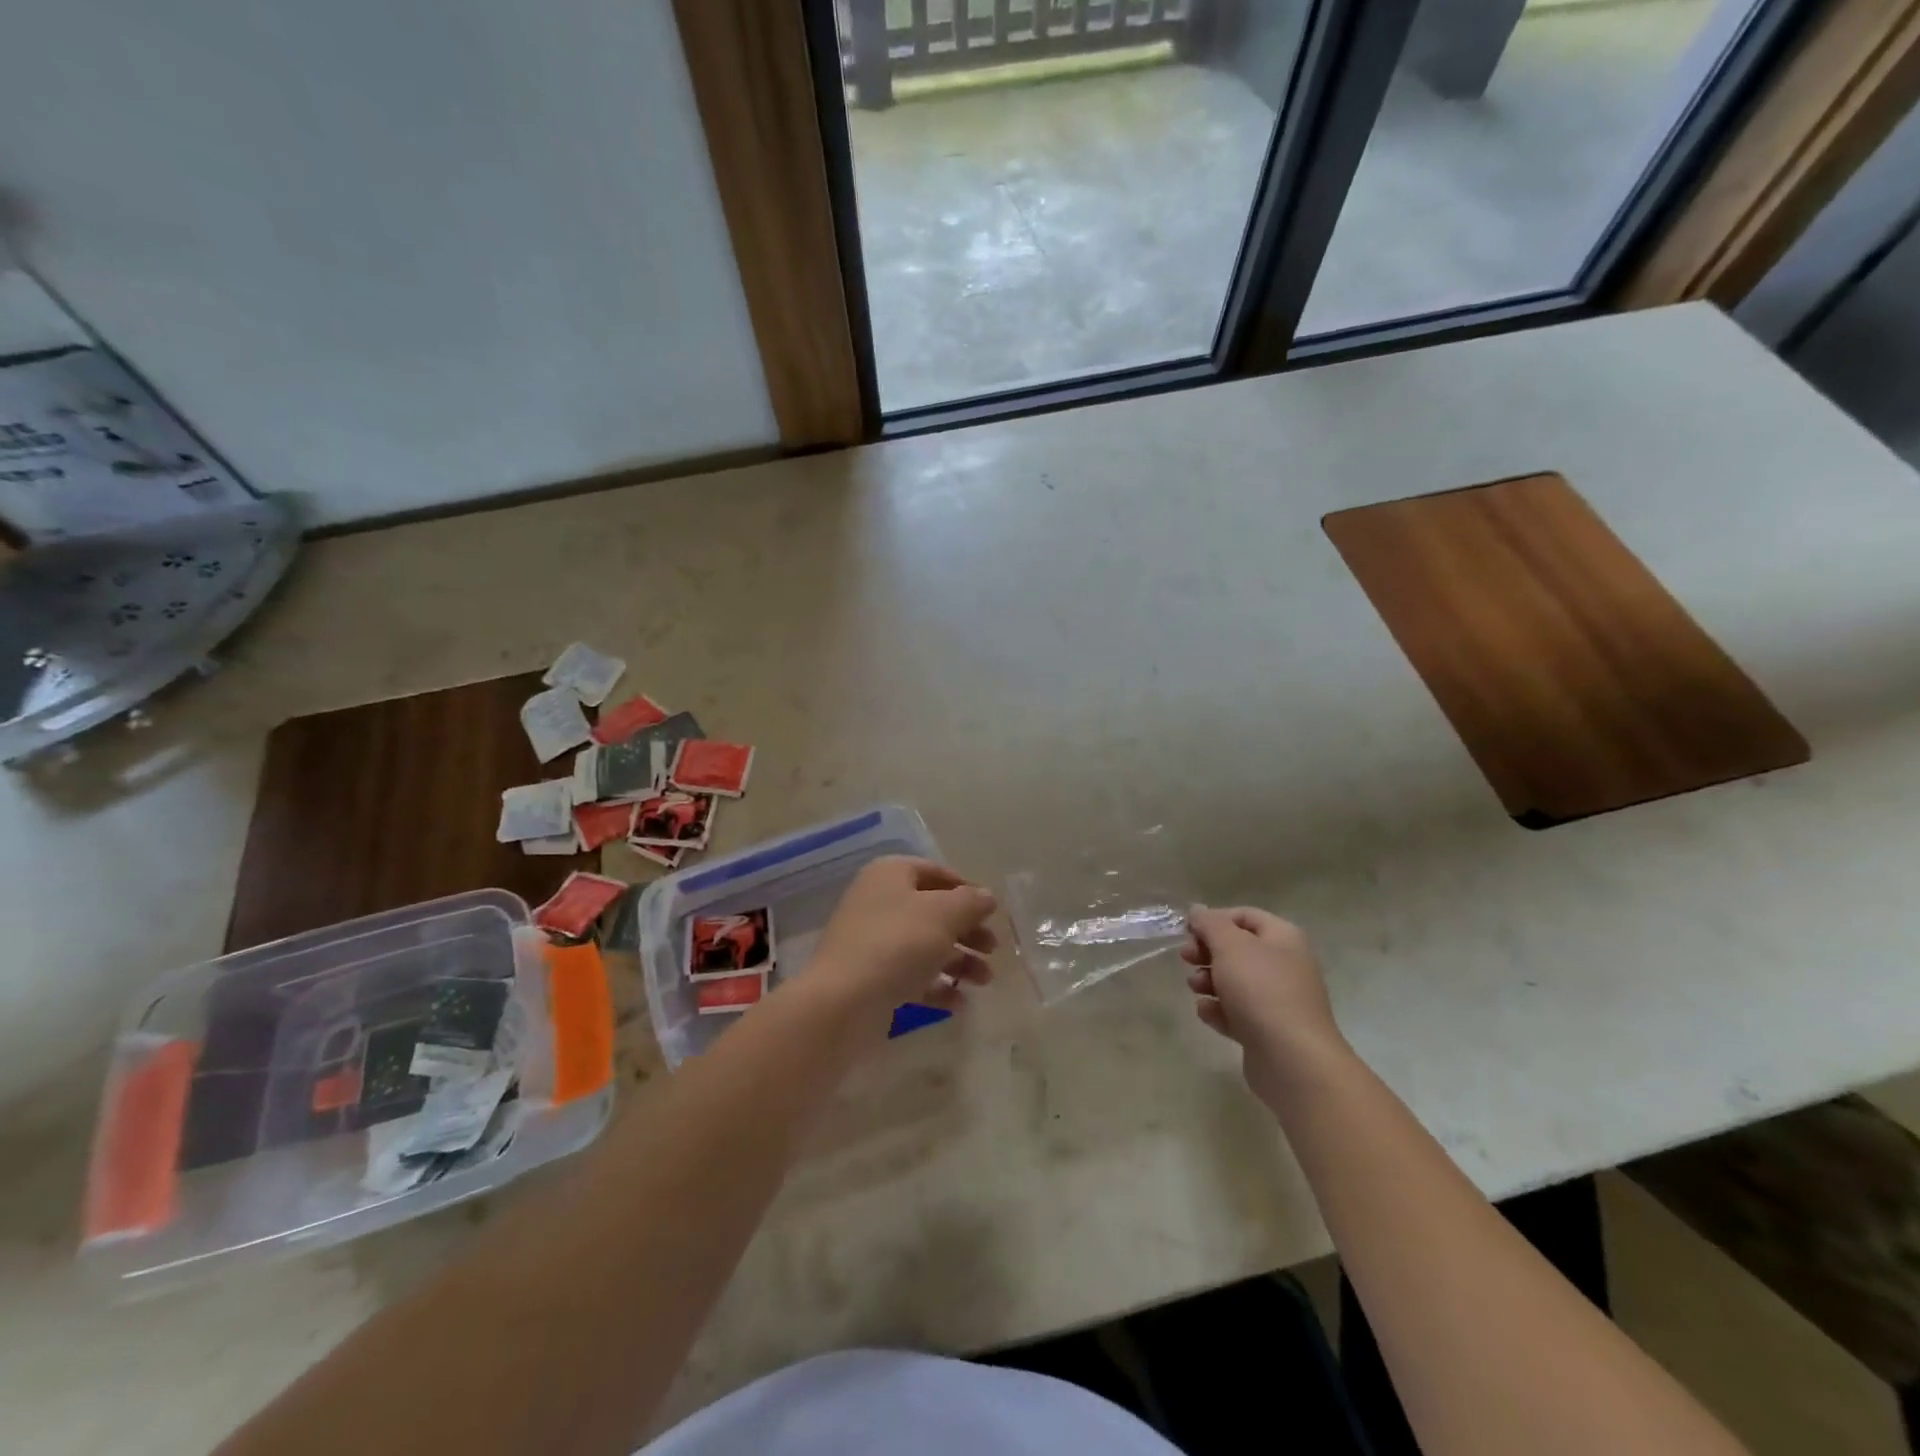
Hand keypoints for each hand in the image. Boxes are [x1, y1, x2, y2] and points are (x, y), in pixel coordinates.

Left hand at [808, 857, 997, 1031]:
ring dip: (958, 961)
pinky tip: (959, 1003)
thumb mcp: (944, 914)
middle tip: (992, 949)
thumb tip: (986, 897)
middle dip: (967, 931)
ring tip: (984, 981)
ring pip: (924, 945)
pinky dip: (936, 986)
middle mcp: (878, 901)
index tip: (992, 912)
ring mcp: (871, 941)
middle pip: (932, 911)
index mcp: (891, 874)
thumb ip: (971, 902)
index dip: (967, 890)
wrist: (843, 1002)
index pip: (936, 872)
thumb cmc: (898, 943)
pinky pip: (910, 976)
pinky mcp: (870, 978)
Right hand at [1184, 906, 1350, 1106]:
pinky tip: (1208, 1014)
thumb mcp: (1230, 946)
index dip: (1214, 919)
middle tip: (1186, 959)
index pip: (1244, 916)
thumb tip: (1198, 911)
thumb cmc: (1261, 990)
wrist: (1292, 1059)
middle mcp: (1284, 965)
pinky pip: (1236, 1012)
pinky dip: (1219, 1010)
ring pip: (1234, 981)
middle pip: (1237, 949)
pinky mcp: (1267, 1030)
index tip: (1188, 931)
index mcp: (1283, 938)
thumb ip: (1210, 924)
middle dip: (1207, 952)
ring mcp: (1277, 1000)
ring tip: (1196, 989)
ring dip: (1208, 981)